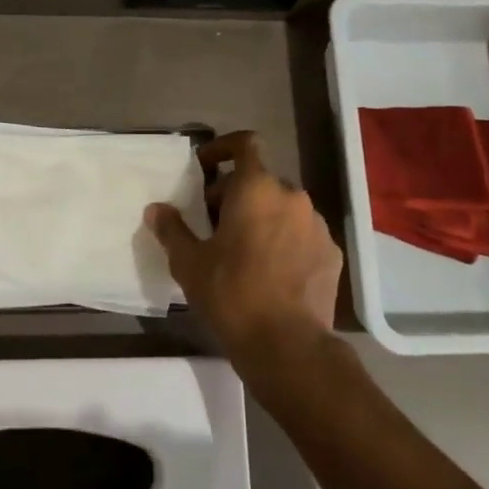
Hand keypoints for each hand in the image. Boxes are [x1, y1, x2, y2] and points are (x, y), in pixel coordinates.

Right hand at [147, 131, 341, 370]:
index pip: (245, 144)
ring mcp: (317, 225)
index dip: (223, 149)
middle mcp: (292, 197)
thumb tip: (156, 209)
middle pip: (260, 180)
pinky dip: (284, 241)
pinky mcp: (331, 253)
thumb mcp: (189, 262)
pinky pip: (302, 234)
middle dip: (235, 195)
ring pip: (283, 208)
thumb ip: (172, 229)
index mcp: (256, 189)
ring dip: (261, 218)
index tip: (205, 169)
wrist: (287, 345)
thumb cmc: (231, 294)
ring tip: (242, 251)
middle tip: (213, 225)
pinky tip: (270, 272)